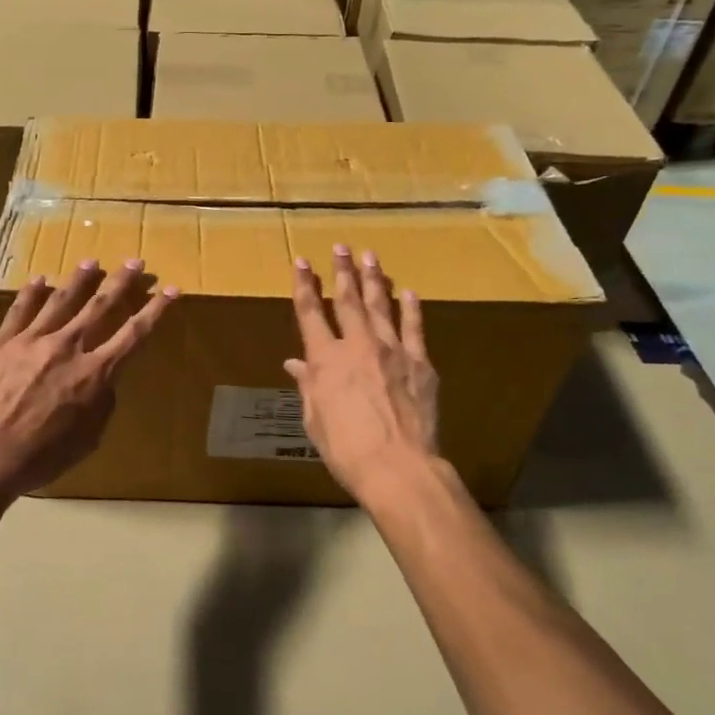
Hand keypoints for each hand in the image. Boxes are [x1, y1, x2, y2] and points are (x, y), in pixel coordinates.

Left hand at [0, 259, 176, 496]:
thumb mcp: (88, 439)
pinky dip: (32, 292)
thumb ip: (102, 404)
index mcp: (95, 373)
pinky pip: (20, 309)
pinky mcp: (2, 341)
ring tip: (92, 261)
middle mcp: (68, 347)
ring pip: (62, 299)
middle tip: (135, 262)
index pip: (134, 334)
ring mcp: (33, 340)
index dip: (156, 310)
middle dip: (122, 282)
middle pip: (101, 306)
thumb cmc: (41, 457)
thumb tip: (104, 382)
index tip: (171, 290)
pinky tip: (40, 280)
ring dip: (80, 279)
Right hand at [286, 244, 439, 504]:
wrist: (398, 467)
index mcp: (326, 360)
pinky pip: (414, 328)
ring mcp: (392, 351)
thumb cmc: (346, 449)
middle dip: (342, 271)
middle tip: (340, 247)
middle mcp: (357, 346)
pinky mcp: (420, 363)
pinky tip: (408, 292)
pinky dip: (410, 309)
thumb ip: (308, 385)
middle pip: (347, 300)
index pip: (310, 312)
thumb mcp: (315, 419)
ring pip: (380, 306)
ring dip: (374, 279)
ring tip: (370, 256)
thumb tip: (295, 363)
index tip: (301, 262)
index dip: (304, 285)